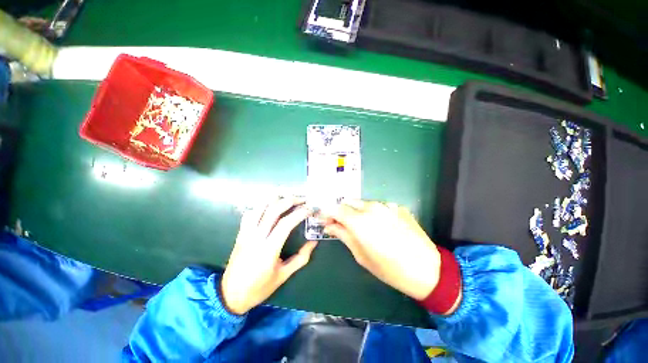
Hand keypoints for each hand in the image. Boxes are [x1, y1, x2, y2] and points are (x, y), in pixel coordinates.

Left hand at [221, 197, 317, 314]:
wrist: (230, 295)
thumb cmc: (259, 288)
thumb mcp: (284, 276)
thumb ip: (301, 258)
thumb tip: (313, 242)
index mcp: (268, 250)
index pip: (286, 224)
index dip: (300, 213)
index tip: (310, 209)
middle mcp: (256, 237)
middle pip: (273, 210)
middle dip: (290, 200)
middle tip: (302, 199)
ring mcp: (246, 233)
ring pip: (259, 207)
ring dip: (275, 199)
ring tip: (288, 197)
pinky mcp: (240, 233)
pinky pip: (250, 213)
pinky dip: (261, 205)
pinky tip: (269, 205)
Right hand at [320, 200, 439, 300]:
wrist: (427, 269)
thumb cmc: (389, 268)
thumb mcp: (361, 255)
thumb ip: (343, 235)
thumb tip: (329, 226)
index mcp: (359, 221)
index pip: (335, 208)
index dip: (327, 212)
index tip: (323, 219)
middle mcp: (371, 207)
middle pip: (348, 202)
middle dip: (341, 211)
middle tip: (340, 223)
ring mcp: (386, 205)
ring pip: (363, 203)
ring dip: (356, 211)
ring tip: (361, 225)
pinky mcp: (397, 206)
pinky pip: (378, 206)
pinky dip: (373, 213)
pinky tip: (380, 225)